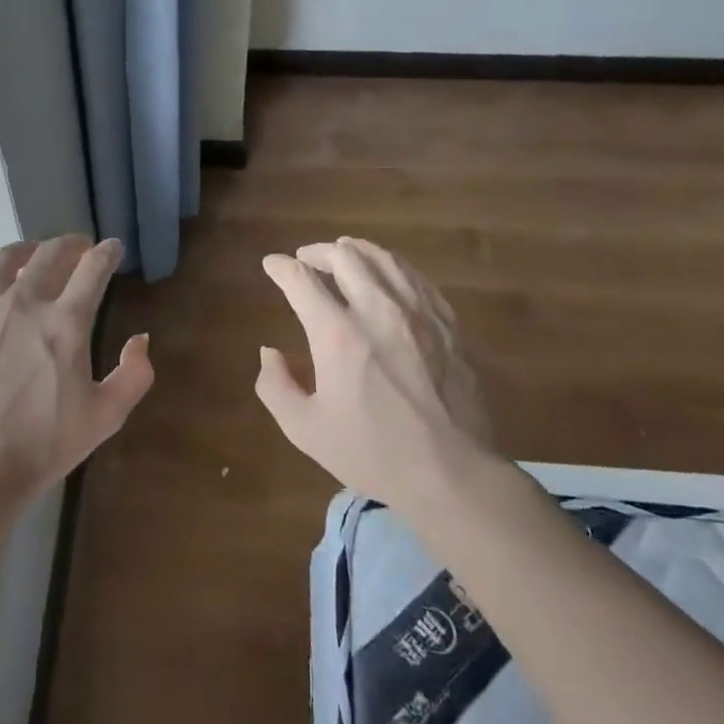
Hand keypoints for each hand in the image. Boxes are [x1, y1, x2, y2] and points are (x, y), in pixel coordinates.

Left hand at [0, 236, 153, 516]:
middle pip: (49, 254)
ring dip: (26, 250)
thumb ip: (134, 375)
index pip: (93, 269)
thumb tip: (140, 339)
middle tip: (78, 248)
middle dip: (70, 244)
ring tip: (34, 255)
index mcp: (66, 322)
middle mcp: (24, 304)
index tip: (112, 248)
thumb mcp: (105, 417)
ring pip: (4, 259)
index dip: (107, 253)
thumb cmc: (43, 446)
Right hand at [255, 237, 497, 519]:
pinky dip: (392, 266)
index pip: (302, 280)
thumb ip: (275, 386)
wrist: (453, 473)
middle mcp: (377, 310)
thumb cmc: (373, 453)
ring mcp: (418, 313)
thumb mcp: (305, 430)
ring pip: (384, 258)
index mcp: (337, 335)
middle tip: (306, 260)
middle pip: (344, 256)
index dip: (281, 267)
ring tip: (343, 254)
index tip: (272, 264)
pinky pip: (415, 277)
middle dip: (317, 252)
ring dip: (356, 251)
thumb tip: (270, 351)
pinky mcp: (447, 322)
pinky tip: (387, 275)